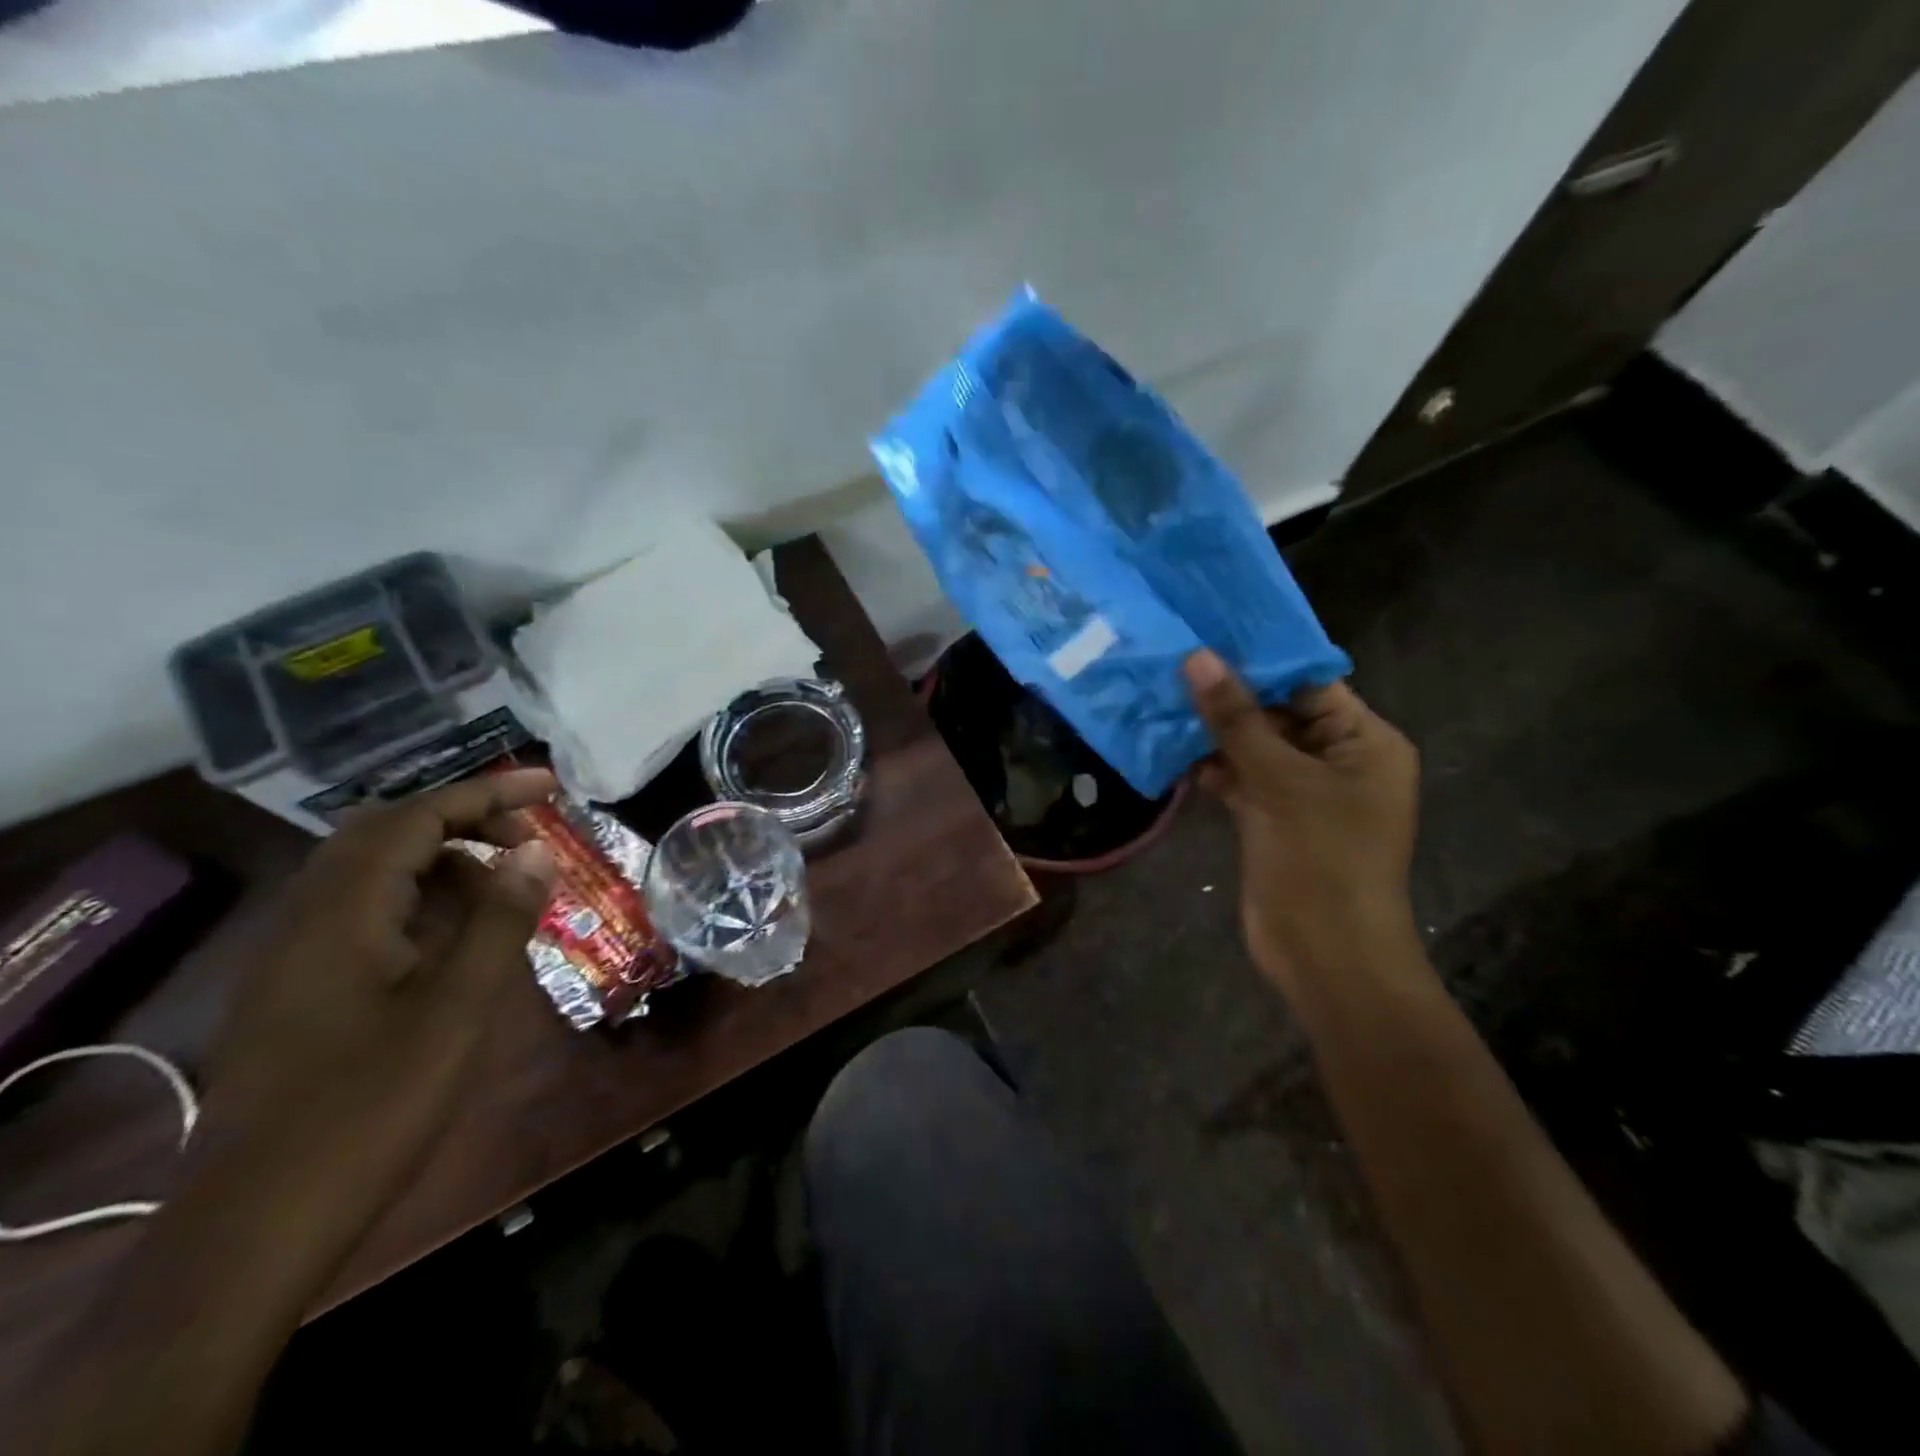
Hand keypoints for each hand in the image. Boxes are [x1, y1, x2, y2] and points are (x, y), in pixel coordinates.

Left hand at [197, 770, 560, 1238]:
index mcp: (342, 912)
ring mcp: (295, 956)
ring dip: (445, 864)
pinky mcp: (299, 990)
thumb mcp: (459, 1008)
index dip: (488, 792)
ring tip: (507, 890)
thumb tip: (536, 852)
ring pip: (374, 875)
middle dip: (466, 821)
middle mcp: (308, 918)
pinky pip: (365, 915)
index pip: (418, 817)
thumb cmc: (373, 1106)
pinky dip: (421, 903)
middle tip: (531, 840)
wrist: (259, 1223)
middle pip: (389, 834)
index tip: (552, 787)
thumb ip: (499, 919)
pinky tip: (458, 940)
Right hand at [1184, 650, 1419, 988]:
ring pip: (1253, 746)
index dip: (1259, 657)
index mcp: (1364, 741)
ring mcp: (1302, 791)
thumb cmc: (1320, 859)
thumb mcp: (1279, 781)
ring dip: (1211, 730)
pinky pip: (1239, 778)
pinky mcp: (1272, 818)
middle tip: (1171, 658)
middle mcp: (1338, 759)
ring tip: (1159, 694)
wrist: (1325, 955)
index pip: (1309, 682)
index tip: (1206, 628)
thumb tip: (1198, 657)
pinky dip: (1210, 767)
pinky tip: (1169, 749)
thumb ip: (1237, 719)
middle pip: (1278, 712)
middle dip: (1226, 693)